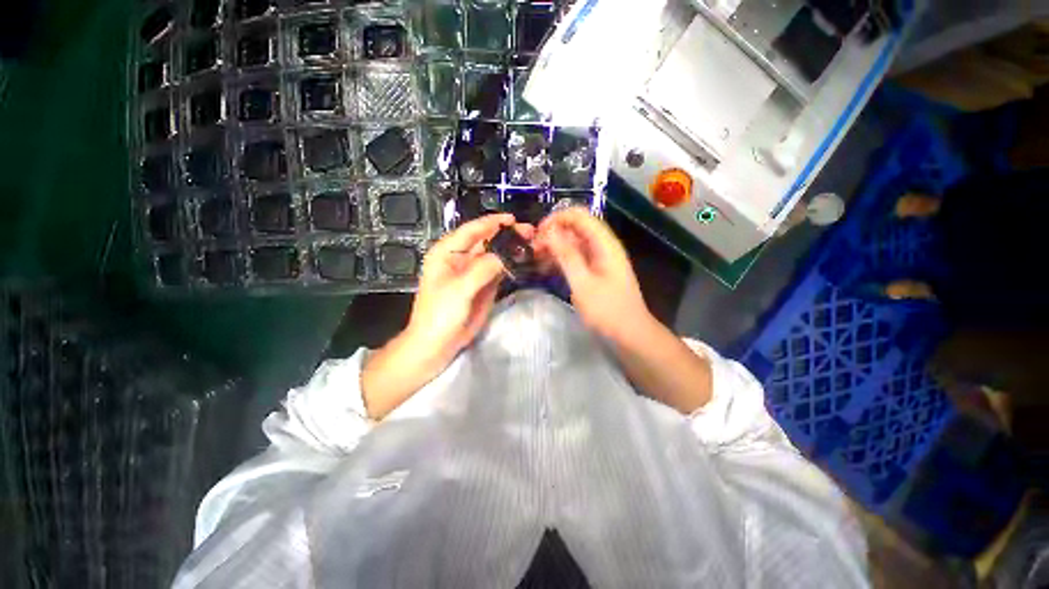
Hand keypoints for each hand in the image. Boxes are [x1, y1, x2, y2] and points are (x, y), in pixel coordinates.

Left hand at [363, 214, 533, 418]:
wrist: (438, 344)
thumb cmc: (440, 314)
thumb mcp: (459, 289)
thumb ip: (482, 269)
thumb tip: (506, 254)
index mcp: (447, 252)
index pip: (471, 231)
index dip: (492, 223)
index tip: (513, 219)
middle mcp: (461, 259)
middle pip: (486, 241)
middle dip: (507, 236)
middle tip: (529, 232)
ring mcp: (474, 273)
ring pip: (495, 256)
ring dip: (512, 250)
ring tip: (532, 244)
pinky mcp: (484, 286)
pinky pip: (499, 271)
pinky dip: (511, 265)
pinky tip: (524, 261)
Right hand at [538, 208, 713, 413]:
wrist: (630, 334)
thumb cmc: (607, 310)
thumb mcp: (583, 283)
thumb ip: (566, 256)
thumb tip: (550, 231)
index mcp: (604, 244)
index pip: (579, 216)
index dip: (557, 219)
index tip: (538, 233)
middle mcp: (602, 246)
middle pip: (575, 228)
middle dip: (553, 234)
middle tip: (533, 249)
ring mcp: (599, 259)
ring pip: (573, 243)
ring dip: (554, 248)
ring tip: (536, 259)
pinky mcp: (595, 271)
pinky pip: (576, 258)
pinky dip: (561, 260)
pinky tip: (547, 268)